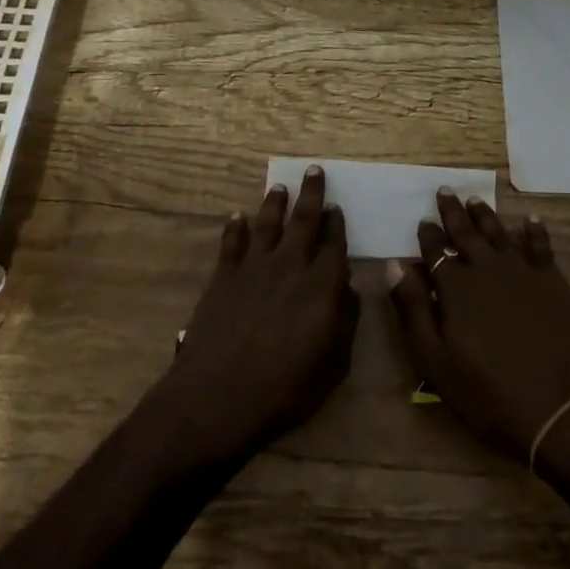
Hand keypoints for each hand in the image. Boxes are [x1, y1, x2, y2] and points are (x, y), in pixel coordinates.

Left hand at [148, 167, 357, 468]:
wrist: (220, 397)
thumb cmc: (286, 389)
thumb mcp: (334, 365)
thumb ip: (346, 322)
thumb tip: (349, 289)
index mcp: (322, 285)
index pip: (335, 244)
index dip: (337, 224)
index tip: (337, 207)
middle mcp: (291, 266)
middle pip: (304, 220)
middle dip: (312, 194)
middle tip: (313, 170)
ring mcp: (254, 268)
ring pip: (268, 224)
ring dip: (275, 203)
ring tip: (280, 187)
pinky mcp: (224, 277)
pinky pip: (231, 243)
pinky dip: (235, 227)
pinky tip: (237, 216)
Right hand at [387, 190, 569, 456]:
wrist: (560, 409)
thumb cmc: (489, 393)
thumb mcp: (436, 361)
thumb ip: (413, 309)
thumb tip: (394, 264)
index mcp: (456, 288)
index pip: (436, 251)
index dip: (428, 235)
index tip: (422, 220)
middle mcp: (487, 269)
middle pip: (466, 233)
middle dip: (453, 212)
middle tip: (445, 191)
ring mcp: (523, 272)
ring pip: (499, 233)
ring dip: (485, 215)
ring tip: (475, 199)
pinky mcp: (553, 282)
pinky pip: (540, 246)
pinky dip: (534, 231)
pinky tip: (531, 220)